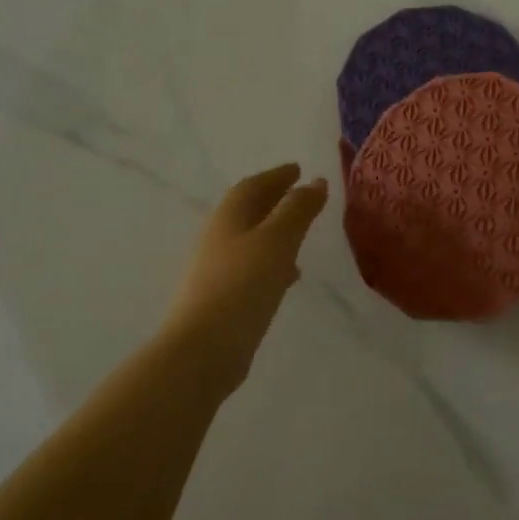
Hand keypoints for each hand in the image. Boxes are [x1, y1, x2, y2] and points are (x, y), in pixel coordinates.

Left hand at [163, 164, 328, 378]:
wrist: (203, 349)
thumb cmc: (243, 285)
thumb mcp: (278, 240)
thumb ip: (298, 209)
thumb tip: (315, 181)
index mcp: (229, 217)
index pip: (253, 186)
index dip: (277, 176)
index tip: (298, 170)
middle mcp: (219, 238)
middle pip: (249, 211)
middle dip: (275, 201)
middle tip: (303, 197)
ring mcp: (217, 270)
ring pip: (251, 240)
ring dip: (275, 232)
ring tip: (302, 235)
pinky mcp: (223, 298)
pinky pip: (252, 267)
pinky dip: (272, 261)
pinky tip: (288, 276)